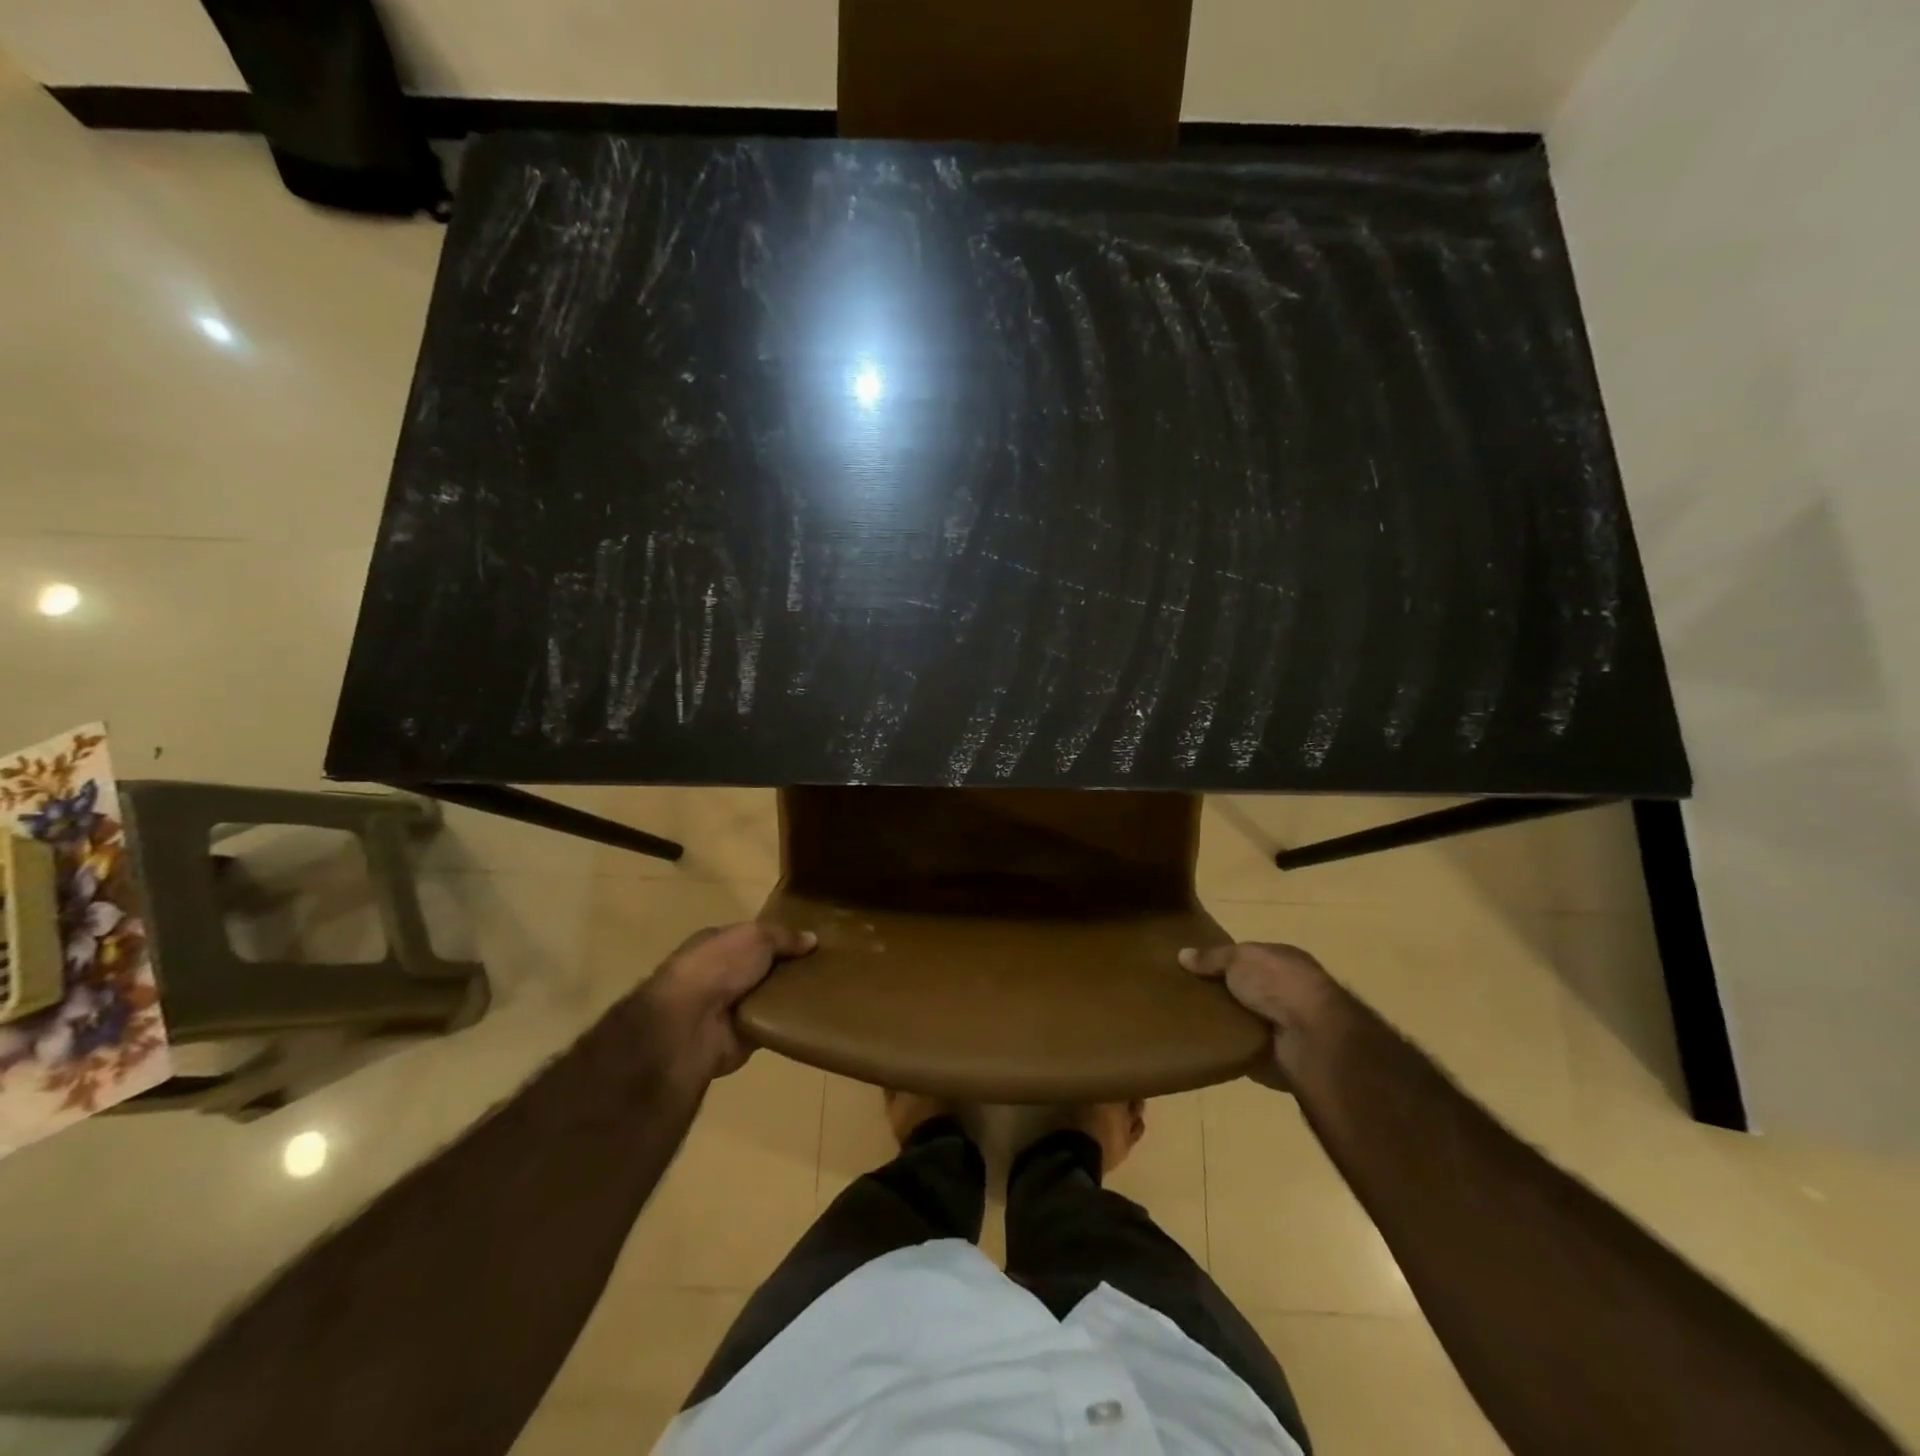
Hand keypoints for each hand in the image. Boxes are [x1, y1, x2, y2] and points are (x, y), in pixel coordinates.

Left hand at [649, 922, 815, 1080]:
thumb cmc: (718, 966)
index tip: (811, 941)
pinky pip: (773, 1025)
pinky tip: (815, 1015)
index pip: (753, 937)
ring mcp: (730, 1007)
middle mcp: (722, 974)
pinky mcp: (741, 1036)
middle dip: (790, 967)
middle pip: (764, 967)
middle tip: (827, 965)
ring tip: (828, 990)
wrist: (689, 1024)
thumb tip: (812, 939)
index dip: (780, 937)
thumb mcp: (756, 936)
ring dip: (791, 996)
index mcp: (717, 944)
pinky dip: (789, 1022)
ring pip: (770, 997)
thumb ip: (785, 936)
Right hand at [1180, 941, 1341, 1089]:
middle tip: (1187, 995)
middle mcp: (1289, 991)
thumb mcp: (1239, 958)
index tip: (1195, 967)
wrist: (1311, 1038)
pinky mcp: (1280, 1055)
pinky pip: (1247, 1048)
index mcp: (1285, 961)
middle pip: (1247, 989)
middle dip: (1223, 992)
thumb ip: (1212, 957)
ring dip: (1227, 1022)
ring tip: (1190, 1020)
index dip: (1225, 961)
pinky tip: (1207, 1043)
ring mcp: (1287, 1025)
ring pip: (1247, 1019)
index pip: (1250, 957)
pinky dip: (1231, 1047)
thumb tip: (1182, 954)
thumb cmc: (1278, 984)